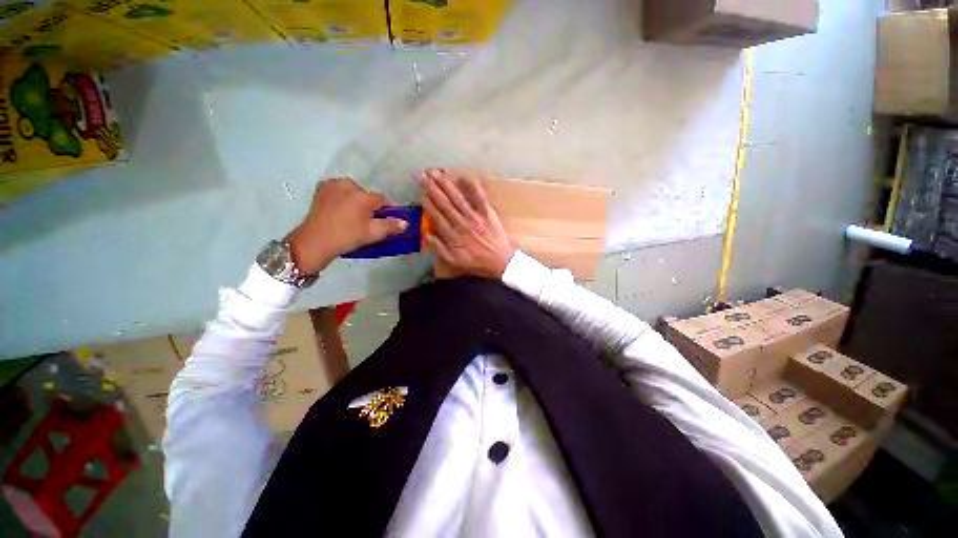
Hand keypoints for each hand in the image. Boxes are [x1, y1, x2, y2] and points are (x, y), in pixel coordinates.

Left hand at [285, 178, 406, 273]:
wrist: (315, 241)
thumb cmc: (347, 236)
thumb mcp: (373, 234)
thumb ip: (391, 226)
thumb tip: (405, 222)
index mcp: (363, 196)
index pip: (382, 199)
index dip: (388, 209)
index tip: (389, 219)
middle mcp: (349, 185)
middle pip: (367, 195)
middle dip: (370, 205)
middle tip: (369, 221)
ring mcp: (333, 185)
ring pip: (353, 191)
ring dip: (356, 201)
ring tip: (354, 216)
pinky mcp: (322, 189)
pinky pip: (339, 190)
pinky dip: (343, 197)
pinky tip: (341, 210)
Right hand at [421, 169, 515, 278]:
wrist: (502, 261)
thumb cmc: (478, 262)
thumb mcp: (456, 262)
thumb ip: (440, 249)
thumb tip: (427, 235)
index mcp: (453, 236)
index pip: (437, 216)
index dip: (428, 204)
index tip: (421, 193)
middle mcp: (462, 223)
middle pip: (445, 204)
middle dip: (433, 189)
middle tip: (424, 175)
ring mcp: (476, 217)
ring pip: (458, 198)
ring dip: (447, 185)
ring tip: (437, 172)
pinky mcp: (488, 213)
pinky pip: (479, 198)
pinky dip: (472, 187)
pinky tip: (464, 176)